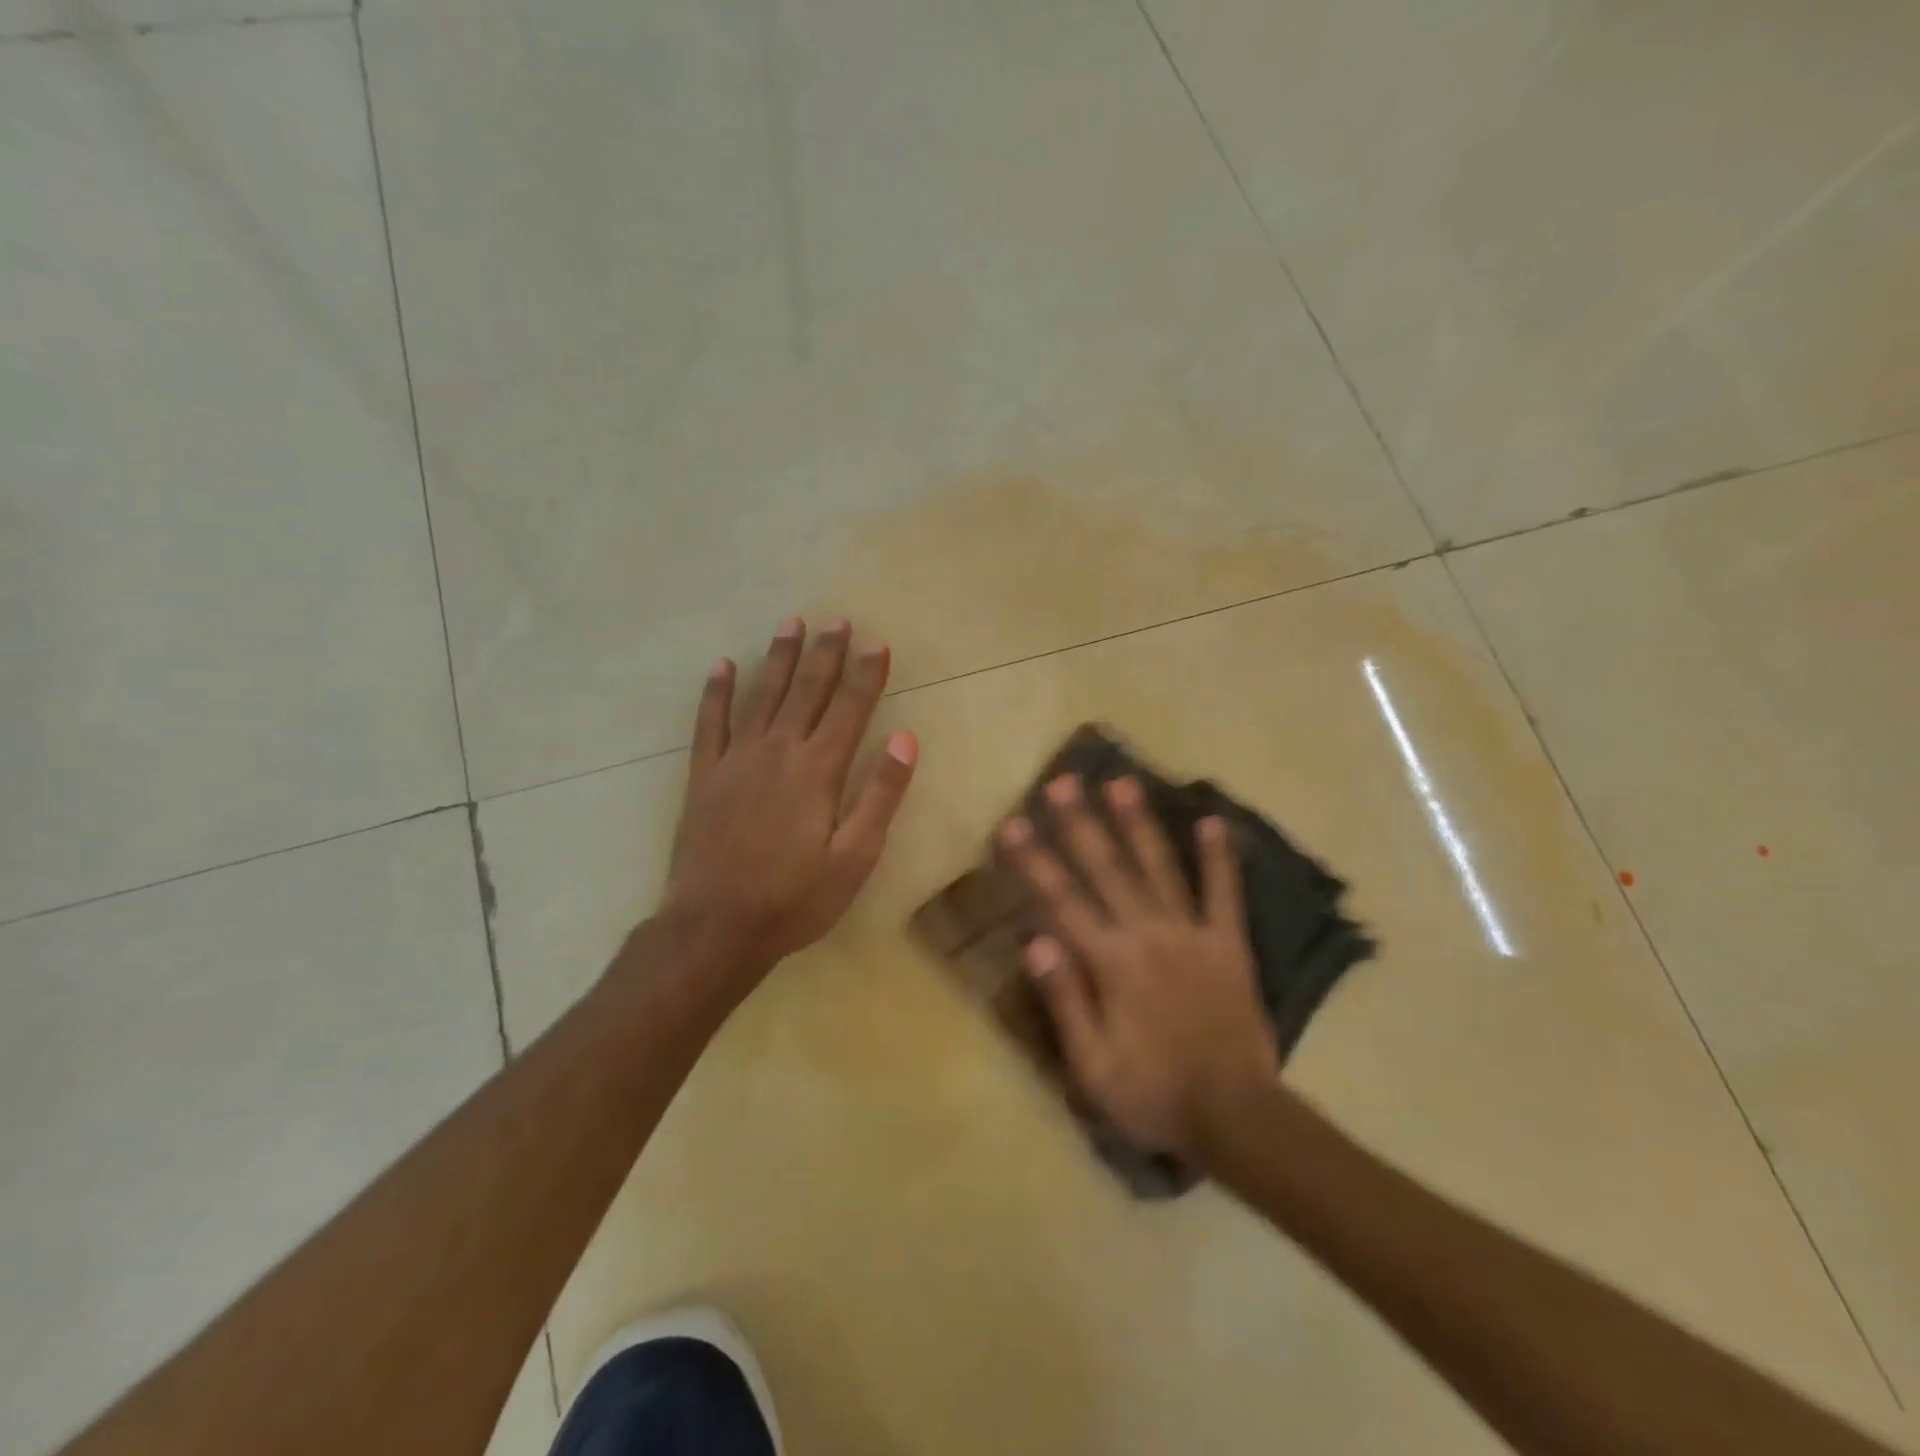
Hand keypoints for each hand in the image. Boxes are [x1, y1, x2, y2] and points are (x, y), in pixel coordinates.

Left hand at [661, 616, 917, 988]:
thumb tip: (906, 740)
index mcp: (818, 770)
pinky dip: (716, 692)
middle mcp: (778, 751)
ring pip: (762, 695)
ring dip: (779, 658)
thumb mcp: (855, 857)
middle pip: (807, 691)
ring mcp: (736, 759)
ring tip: (792, 623)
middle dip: (826, 654)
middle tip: (839, 621)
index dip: (867, 675)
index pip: (850, 709)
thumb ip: (880, 795)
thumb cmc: (795, 898)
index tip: (878, 644)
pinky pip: (710, 722)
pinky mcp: (704, 775)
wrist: (715, 927)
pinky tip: (723, 666)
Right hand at [998, 775, 1277, 1161]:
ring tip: (1122, 783)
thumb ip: (1064, 998)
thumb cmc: (1153, 1093)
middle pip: (1106, 869)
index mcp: (1110, 963)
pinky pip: (1224, 893)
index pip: (1061, 900)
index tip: (1012, 823)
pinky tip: (1214, 822)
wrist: (1236, 1117)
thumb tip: (1033, 939)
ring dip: (1138, 823)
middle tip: (1062, 782)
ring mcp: (1192, 934)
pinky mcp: (1229, 944)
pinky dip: (1220, 858)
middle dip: (1080, 823)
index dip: (1033, 860)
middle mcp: (1148, 934)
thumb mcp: (1092, 1065)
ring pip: (1159, 868)